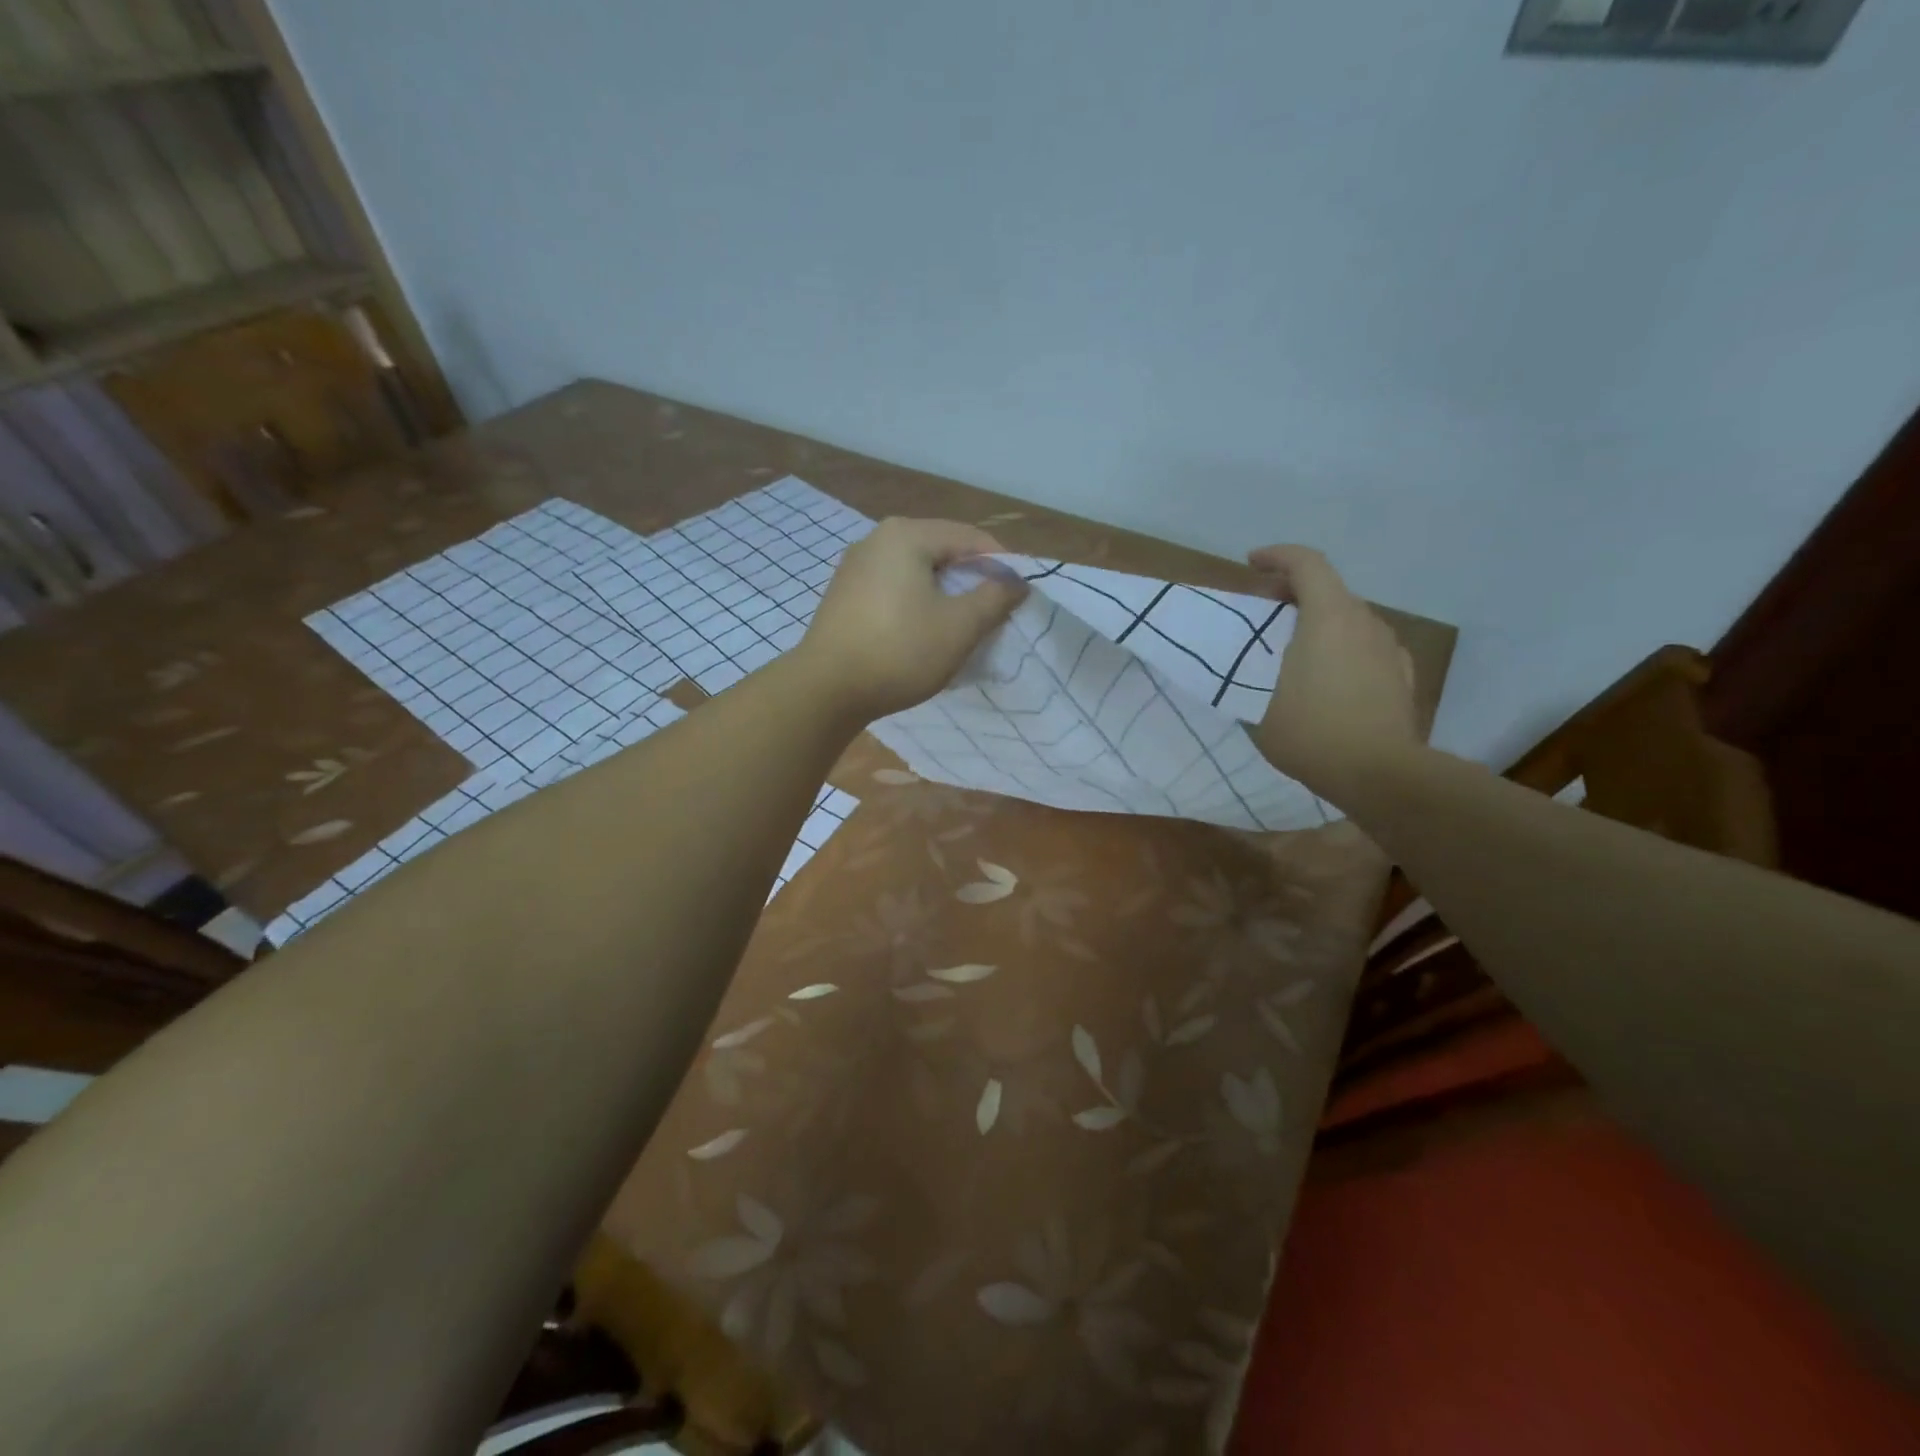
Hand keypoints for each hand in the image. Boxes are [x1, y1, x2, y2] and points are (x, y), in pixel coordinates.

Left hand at [793, 518, 1026, 721]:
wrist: (826, 690)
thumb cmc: (899, 652)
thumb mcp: (959, 627)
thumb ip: (994, 598)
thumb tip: (1017, 582)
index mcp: (906, 535)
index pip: (970, 537)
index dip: (1001, 563)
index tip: (1018, 595)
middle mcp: (877, 538)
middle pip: (941, 550)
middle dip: (972, 578)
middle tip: (992, 611)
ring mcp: (855, 566)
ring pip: (917, 571)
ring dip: (945, 593)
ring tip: (962, 624)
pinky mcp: (844, 594)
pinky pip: (894, 587)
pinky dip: (917, 602)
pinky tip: (923, 631)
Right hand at [1249, 545, 1418, 802]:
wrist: (1379, 774)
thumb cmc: (1311, 731)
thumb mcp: (1258, 703)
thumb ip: (1253, 674)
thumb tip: (1247, 667)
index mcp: (1329, 617)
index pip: (1307, 564)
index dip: (1277, 556)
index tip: (1252, 563)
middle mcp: (1365, 622)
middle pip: (1329, 590)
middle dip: (1294, 593)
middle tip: (1266, 613)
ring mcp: (1389, 649)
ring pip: (1350, 620)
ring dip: (1320, 624)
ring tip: (1295, 652)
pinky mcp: (1402, 676)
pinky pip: (1366, 648)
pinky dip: (1343, 649)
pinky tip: (1330, 679)